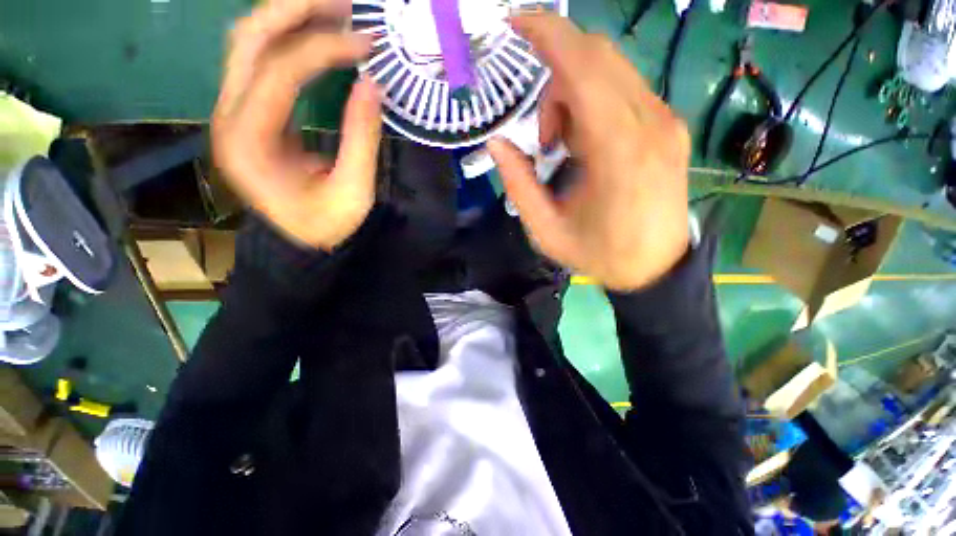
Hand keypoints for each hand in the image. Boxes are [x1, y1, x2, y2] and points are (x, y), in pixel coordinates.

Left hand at [213, 0, 380, 250]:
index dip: (324, 49)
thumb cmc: (326, 225)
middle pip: (248, 40)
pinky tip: (316, 35)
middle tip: (344, 4)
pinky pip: (258, 60)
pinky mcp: (246, 112)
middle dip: (295, 10)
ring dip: (288, 18)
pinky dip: (286, 40)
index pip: (279, 72)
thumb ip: (360, 137)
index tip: (367, 44)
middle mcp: (228, 118)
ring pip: (248, 42)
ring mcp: (232, 111)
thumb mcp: (353, 191)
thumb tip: (373, 83)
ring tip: (333, 11)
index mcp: (250, 143)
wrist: (299, 241)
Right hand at [488, 14, 690, 290]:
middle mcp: (650, 124)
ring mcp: (665, 122)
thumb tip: (498, 142)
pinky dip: (593, 101)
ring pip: (610, 70)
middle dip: (555, 80)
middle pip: (597, 58)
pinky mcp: (669, 127)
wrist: (654, 268)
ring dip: (574, 94)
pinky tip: (587, 143)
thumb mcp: (546, 230)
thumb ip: (518, 184)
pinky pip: (624, 88)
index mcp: (618, 152)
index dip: (548, 35)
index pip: (583, 68)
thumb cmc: (599, 254)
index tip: (516, 22)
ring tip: (564, 148)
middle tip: (544, 137)